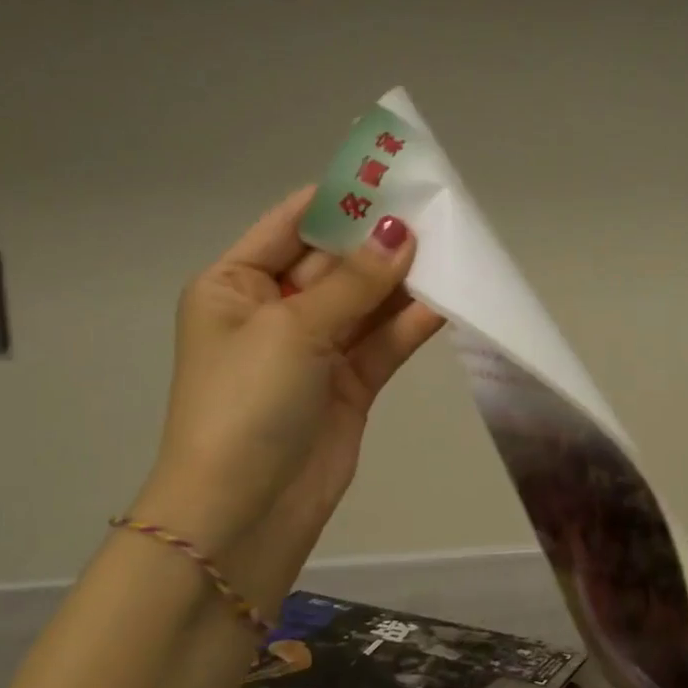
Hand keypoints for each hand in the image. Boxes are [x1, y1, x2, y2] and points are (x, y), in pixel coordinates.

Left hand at [131, 187, 444, 605]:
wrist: (245, 511)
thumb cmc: (247, 404)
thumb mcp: (292, 330)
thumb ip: (353, 282)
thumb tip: (400, 231)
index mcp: (236, 287)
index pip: (291, 226)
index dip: (339, 200)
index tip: (389, 176)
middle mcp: (274, 312)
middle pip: (336, 263)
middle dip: (380, 239)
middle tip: (436, 207)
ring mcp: (315, 351)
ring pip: (366, 303)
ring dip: (402, 280)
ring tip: (451, 247)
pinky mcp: (349, 385)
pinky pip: (384, 343)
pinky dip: (412, 324)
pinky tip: (448, 301)